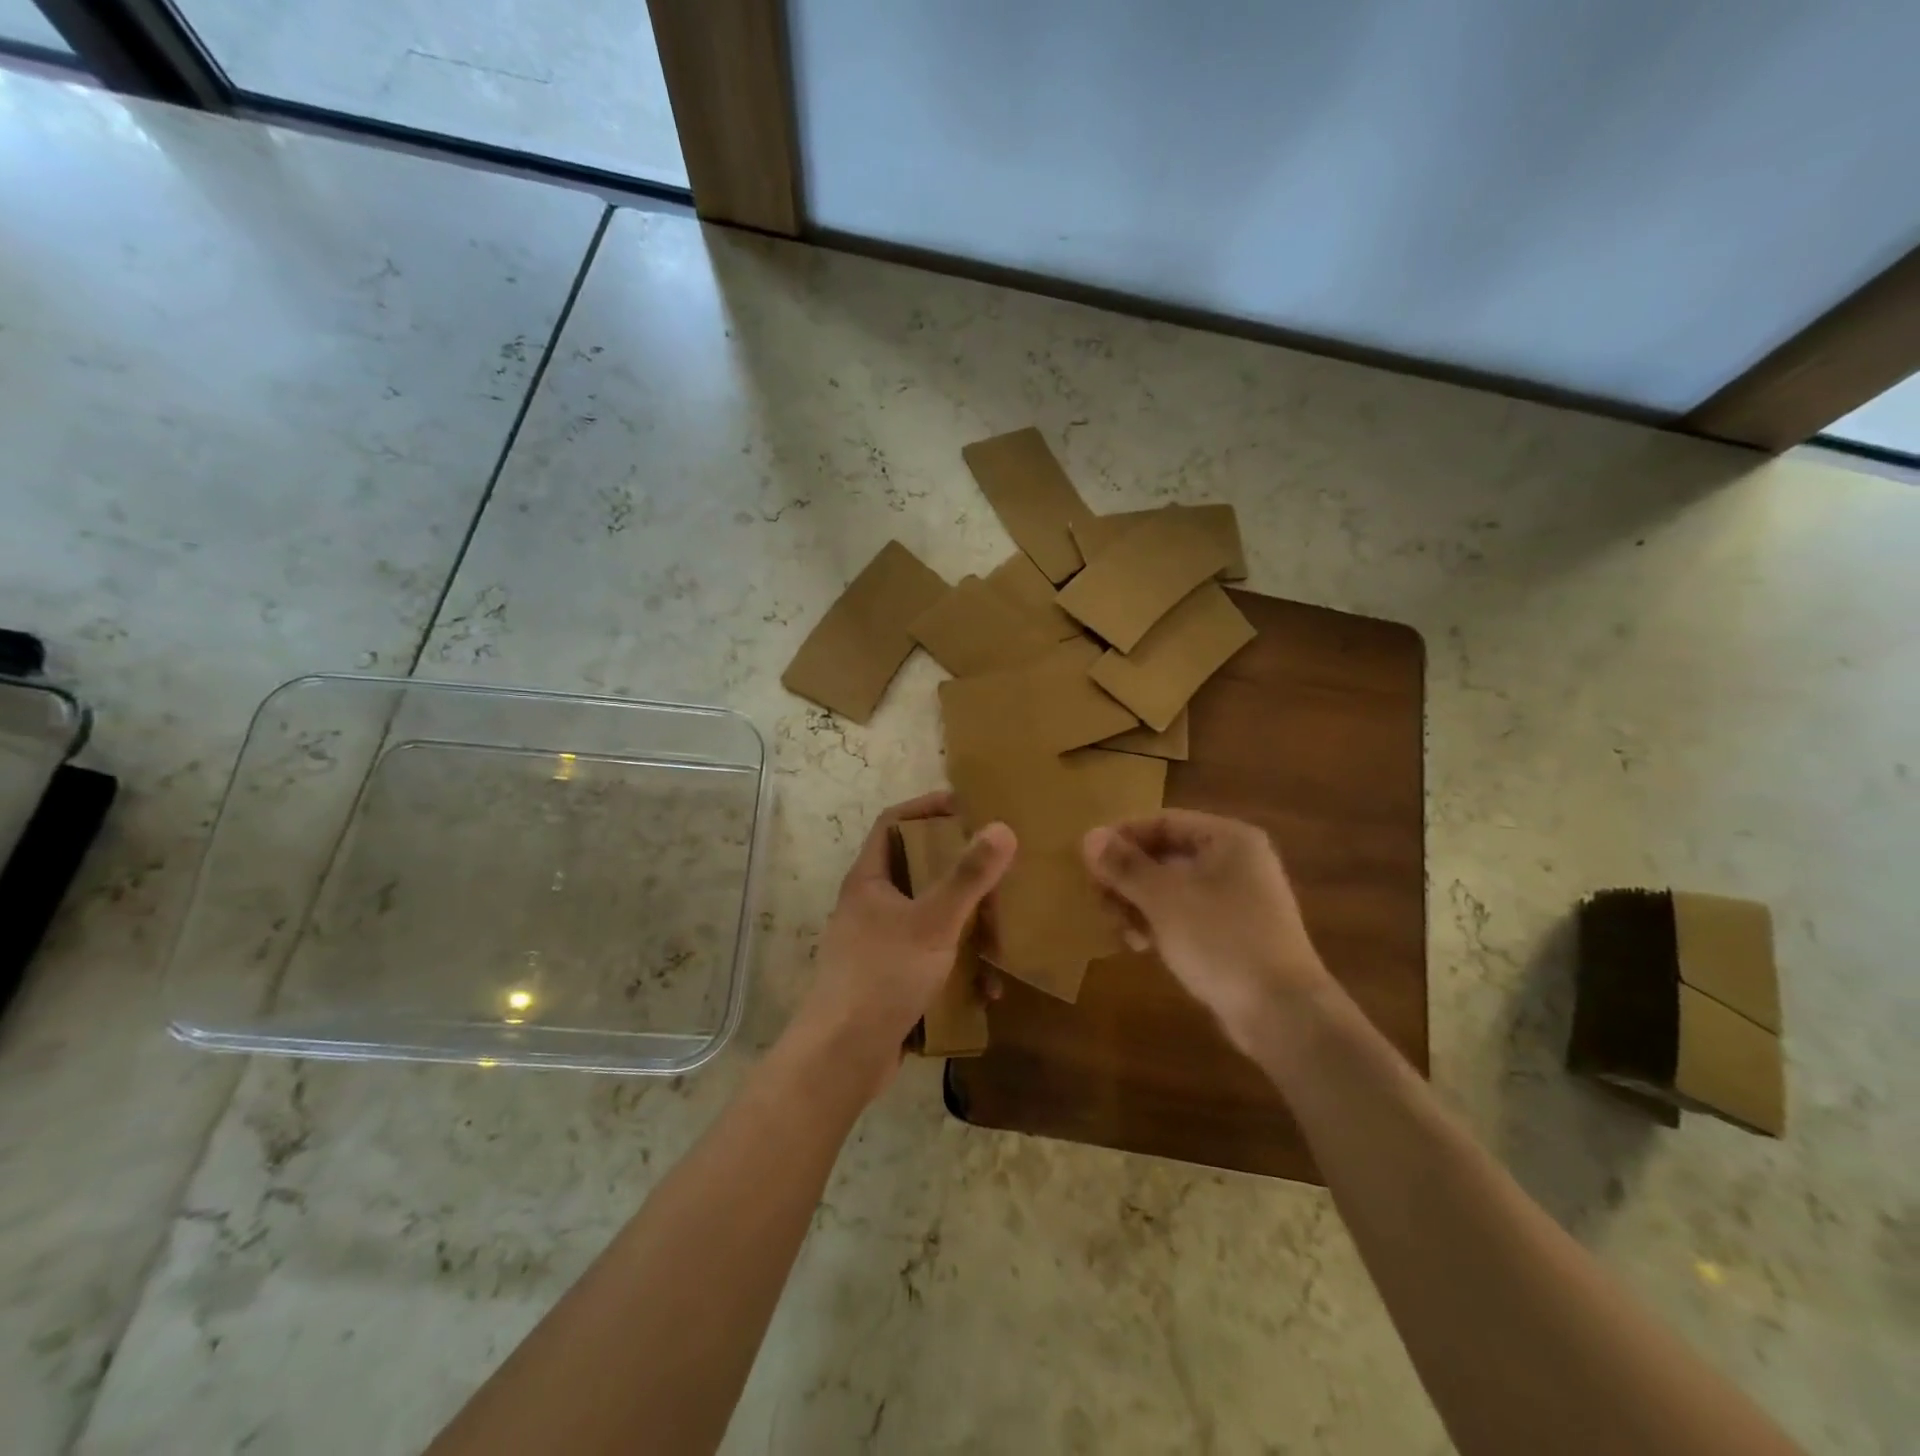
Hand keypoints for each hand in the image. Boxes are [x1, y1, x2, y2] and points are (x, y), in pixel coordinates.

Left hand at [794, 792, 1016, 1092]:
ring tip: (1001, 938)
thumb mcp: (932, 922)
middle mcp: (871, 906)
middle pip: (918, 871)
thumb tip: (1002, 828)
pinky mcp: (891, 980)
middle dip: (960, 874)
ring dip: (967, 927)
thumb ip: (967, 877)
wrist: (842, 1057)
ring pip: (931, 918)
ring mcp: (879, 944)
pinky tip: (984, 990)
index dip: (926, 808)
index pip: (894, 823)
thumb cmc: (882, 976)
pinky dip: (959, 967)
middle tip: (997, 873)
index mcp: (870, 880)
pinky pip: (932, 959)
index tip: (966, 807)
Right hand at [1083, 810, 1333, 1051]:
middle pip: (1165, 855)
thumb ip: (1124, 865)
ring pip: (1172, 888)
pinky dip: (1159, 924)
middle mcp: (1236, 861)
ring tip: (1119, 931)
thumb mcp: (1163, 898)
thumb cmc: (1221, 940)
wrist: (1283, 1014)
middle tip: (1100, 902)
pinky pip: (1186, 915)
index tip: (1088, 863)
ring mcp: (1238, 899)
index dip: (1122, 838)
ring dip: (1138, 904)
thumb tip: (1089, 835)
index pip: (1162, 822)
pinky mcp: (1234, 933)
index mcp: (1228, 839)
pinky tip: (1142, 946)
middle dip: (1127, 878)